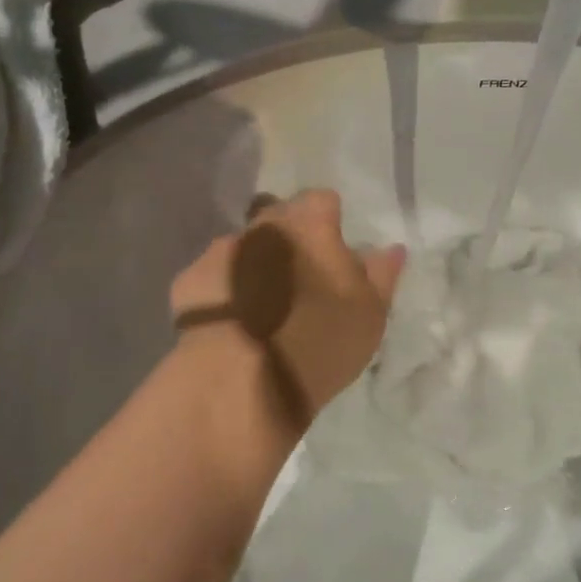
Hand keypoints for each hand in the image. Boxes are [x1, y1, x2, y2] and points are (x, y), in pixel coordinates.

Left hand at [169, 189, 406, 427]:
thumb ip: (382, 275)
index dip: (329, 220)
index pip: (323, 200)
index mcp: (310, 224)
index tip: (334, 247)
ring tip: (262, 300)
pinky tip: (230, 317)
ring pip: (245, 244)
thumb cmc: (320, 342)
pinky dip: (223, 286)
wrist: (243, 381)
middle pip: (279, 215)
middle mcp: (264, 225)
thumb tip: (391, 248)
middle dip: (289, 235)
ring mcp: (223, 249)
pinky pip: (214, 273)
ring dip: (255, 260)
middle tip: (301, 275)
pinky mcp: (190, 279)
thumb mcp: (370, 315)